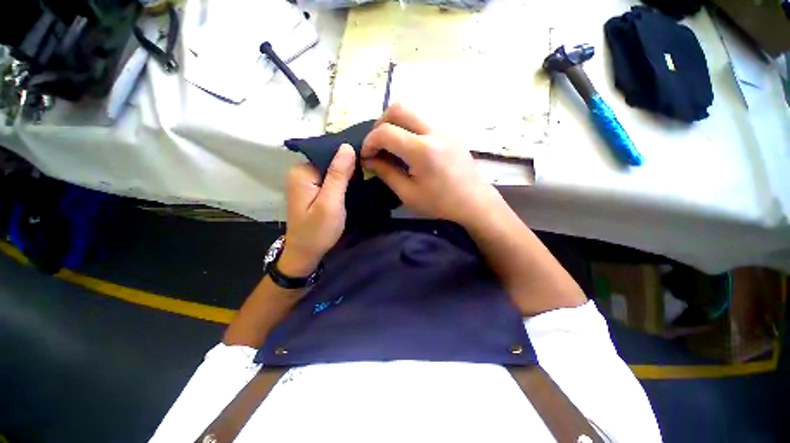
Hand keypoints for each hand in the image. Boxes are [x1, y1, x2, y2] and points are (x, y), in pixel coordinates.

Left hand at [281, 144, 355, 275]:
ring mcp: (305, 182)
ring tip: (365, 178)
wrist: (306, 253)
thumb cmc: (318, 231)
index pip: (328, 153)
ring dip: (347, 175)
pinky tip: (353, 185)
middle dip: (348, 166)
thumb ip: (338, 175)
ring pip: (331, 170)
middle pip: (329, 161)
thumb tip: (346, 146)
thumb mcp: (330, 203)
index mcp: (302, 172)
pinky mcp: (312, 190)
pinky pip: (329, 179)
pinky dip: (342, 182)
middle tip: (368, 173)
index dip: (348, 158)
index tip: (367, 163)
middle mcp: (300, 172)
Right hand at [361, 104, 500, 226]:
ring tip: (391, 146)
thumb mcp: (408, 193)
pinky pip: (423, 120)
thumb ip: (386, 173)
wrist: (473, 201)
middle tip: (377, 145)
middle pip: (399, 108)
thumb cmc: (440, 203)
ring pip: (412, 111)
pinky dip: (408, 128)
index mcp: (422, 151)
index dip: (369, 142)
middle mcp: (434, 132)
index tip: (366, 156)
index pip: (386, 133)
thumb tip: (369, 160)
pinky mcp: (449, 132)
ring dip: (395, 123)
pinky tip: (408, 147)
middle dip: (380, 124)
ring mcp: (444, 129)